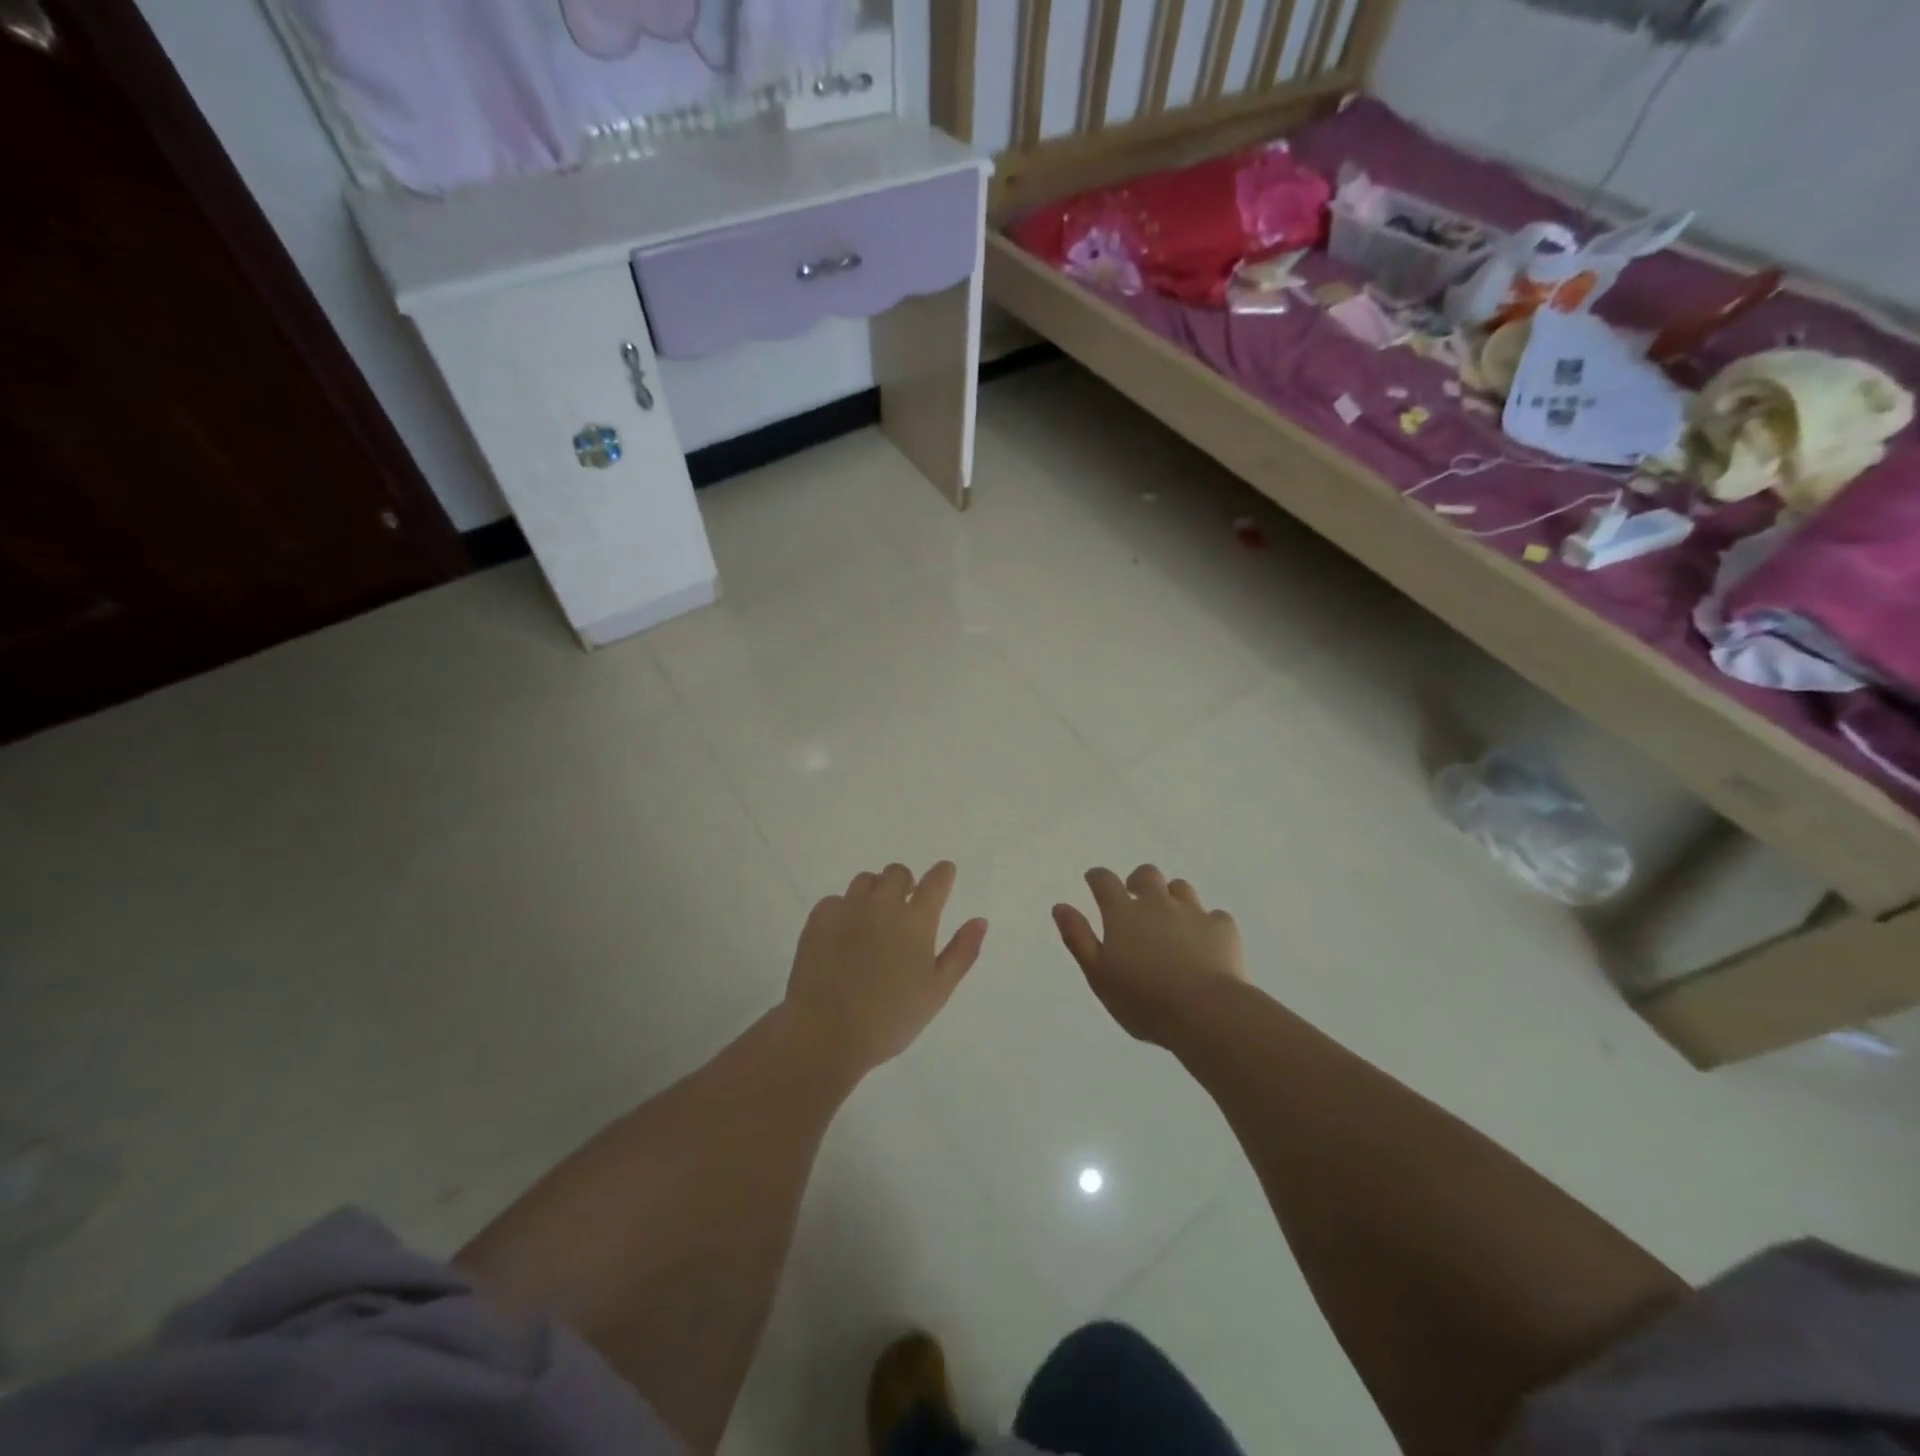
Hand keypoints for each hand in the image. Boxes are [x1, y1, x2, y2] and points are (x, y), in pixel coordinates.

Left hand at [783, 861, 988, 1074]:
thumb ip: (962, 952)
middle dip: (905, 883)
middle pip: (897, 873)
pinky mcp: (819, 918)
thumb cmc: (890, 1019)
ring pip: (865, 880)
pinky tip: (843, 935)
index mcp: (916, 921)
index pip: (936, 881)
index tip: (944, 874)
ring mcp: (848, 908)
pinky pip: (836, 900)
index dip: (942, 874)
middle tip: (904, 906)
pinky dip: (844, 910)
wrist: (825, 1033)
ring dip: (875, 892)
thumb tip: (980, 920)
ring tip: (872, 920)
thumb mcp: (937, 991)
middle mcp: (883, 904)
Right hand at [1053, 865, 1246, 1043]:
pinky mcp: (1223, 928)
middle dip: (1138, 881)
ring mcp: (1193, 913)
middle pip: (1146, 875)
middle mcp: (1157, 903)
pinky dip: (1206, 924)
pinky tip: (1206, 942)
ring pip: (1181, 888)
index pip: (1104, 880)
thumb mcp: (1098, 975)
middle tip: (1135, 899)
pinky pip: (1214, 916)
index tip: (1094, 881)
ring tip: (1171, 919)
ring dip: (1172, 897)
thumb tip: (1060, 906)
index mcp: (1123, 913)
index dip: (1097, 877)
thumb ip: (1078, 938)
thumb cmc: (1144, 1000)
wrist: (1207, 1013)